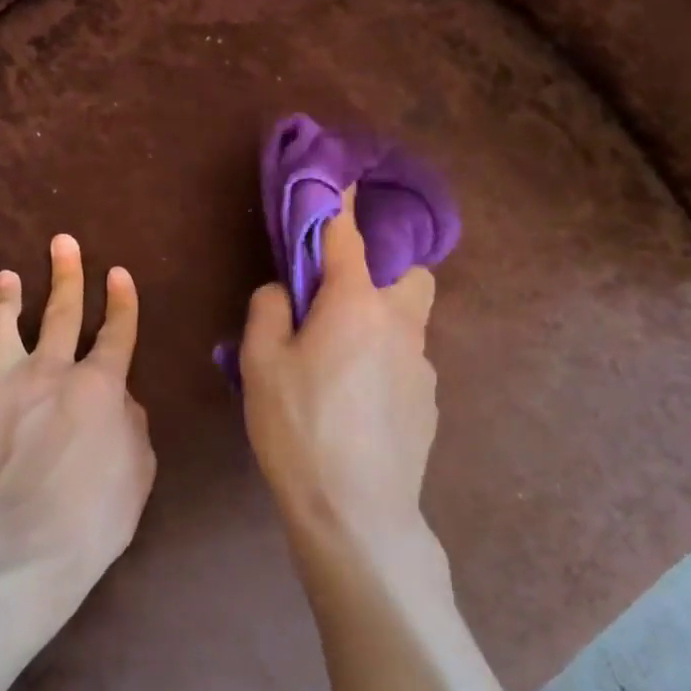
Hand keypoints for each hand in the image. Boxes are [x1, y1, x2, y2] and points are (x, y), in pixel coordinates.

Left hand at [0, 234, 156, 611]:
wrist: (16, 548)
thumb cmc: (91, 516)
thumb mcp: (137, 471)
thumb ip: (130, 425)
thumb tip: (118, 401)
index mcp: (100, 385)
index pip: (117, 331)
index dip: (122, 301)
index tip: (118, 273)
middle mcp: (51, 371)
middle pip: (61, 310)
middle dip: (66, 273)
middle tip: (62, 242)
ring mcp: (3, 385)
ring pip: (3, 325)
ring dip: (6, 297)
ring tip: (6, 278)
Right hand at [240, 189, 437, 547]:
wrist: (356, 514)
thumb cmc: (299, 427)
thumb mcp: (261, 363)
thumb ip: (269, 310)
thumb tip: (285, 291)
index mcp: (356, 303)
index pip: (349, 235)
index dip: (342, 202)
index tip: (343, 176)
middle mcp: (400, 324)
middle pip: (410, 275)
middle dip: (384, 270)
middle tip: (342, 298)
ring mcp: (422, 366)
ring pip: (408, 322)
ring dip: (380, 322)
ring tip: (339, 365)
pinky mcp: (429, 403)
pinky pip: (406, 363)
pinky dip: (384, 363)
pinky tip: (357, 405)